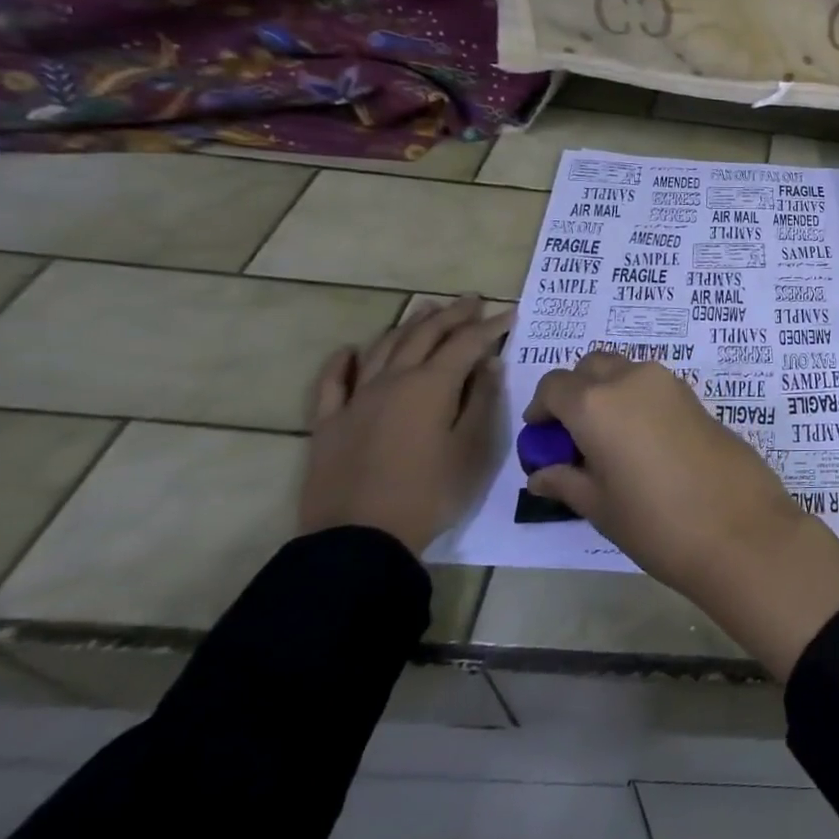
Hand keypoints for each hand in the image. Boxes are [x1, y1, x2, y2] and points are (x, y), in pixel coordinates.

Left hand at [301, 296, 512, 554]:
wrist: (359, 538)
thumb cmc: (430, 492)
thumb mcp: (472, 448)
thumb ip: (481, 401)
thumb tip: (488, 364)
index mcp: (432, 386)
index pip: (466, 344)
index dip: (490, 326)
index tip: (510, 313)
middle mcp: (393, 381)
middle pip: (424, 336)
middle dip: (452, 315)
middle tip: (472, 300)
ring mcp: (356, 400)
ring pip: (383, 349)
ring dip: (407, 325)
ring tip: (425, 310)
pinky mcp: (328, 424)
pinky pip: (332, 383)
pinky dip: (342, 362)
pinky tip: (350, 350)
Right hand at [524, 353, 797, 593]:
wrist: (739, 526)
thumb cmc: (656, 521)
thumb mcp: (599, 506)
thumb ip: (565, 481)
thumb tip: (541, 473)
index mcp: (597, 402)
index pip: (554, 385)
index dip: (542, 409)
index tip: (543, 439)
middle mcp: (632, 379)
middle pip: (592, 366)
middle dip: (576, 391)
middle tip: (574, 436)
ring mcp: (670, 384)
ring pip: (627, 371)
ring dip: (610, 392)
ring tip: (610, 443)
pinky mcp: (697, 397)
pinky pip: (655, 386)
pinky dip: (638, 400)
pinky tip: (643, 444)